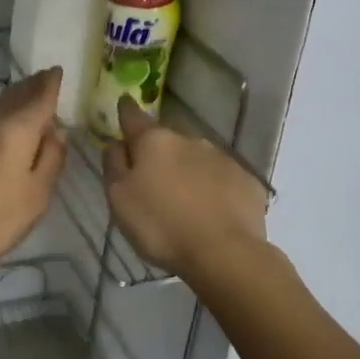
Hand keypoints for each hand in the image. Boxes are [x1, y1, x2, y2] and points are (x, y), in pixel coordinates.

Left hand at [0, 69, 67, 276]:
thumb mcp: (36, 196)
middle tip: (41, 79)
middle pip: (13, 96)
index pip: (39, 97)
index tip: (57, 71)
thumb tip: (56, 131)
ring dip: (7, 102)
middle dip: (30, 87)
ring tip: (18, 104)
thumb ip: (50, 159)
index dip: (51, 83)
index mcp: (15, 130)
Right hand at [103, 97, 267, 273]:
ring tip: (183, 201)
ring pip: (196, 158)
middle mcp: (190, 140)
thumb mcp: (119, 199)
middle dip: (159, 154)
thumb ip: (113, 165)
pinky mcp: (246, 180)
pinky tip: (211, 212)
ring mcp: (222, 158)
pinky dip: (212, 188)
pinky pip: (221, 179)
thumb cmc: (161, 226)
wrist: (224, 253)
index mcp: (155, 141)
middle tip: (152, 181)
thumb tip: (115, 142)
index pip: (134, 116)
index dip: (125, 111)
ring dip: (187, 171)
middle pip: (167, 140)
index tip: (123, 105)